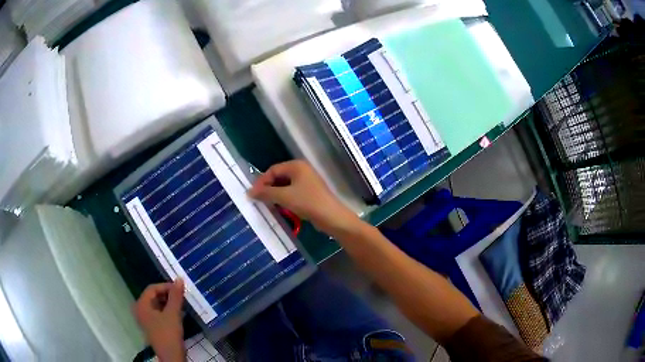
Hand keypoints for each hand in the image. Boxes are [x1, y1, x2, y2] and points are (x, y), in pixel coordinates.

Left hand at [134, 280, 185, 361]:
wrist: (171, 357)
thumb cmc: (169, 334)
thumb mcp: (173, 314)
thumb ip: (175, 296)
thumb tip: (179, 279)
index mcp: (141, 305)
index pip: (152, 288)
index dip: (166, 286)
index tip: (180, 289)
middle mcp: (140, 310)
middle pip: (153, 296)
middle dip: (167, 295)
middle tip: (181, 297)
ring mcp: (145, 319)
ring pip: (156, 305)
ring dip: (168, 303)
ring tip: (181, 305)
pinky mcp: (151, 327)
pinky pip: (157, 313)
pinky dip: (166, 311)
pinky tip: (177, 315)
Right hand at [248, 160, 360, 235]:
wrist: (331, 217)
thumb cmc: (308, 202)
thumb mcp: (284, 197)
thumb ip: (266, 193)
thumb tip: (249, 192)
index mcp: (296, 165)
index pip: (273, 170)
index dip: (261, 181)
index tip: (252, 194)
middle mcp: (302, 170)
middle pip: (279, 176)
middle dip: (268, 188)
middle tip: (258, 200)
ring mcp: (307, 181)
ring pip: (285, 185)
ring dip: (275, 194)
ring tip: (266, 204)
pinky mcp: (310, 192)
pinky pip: (292, 192)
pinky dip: (284, 198)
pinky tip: (279, 207)